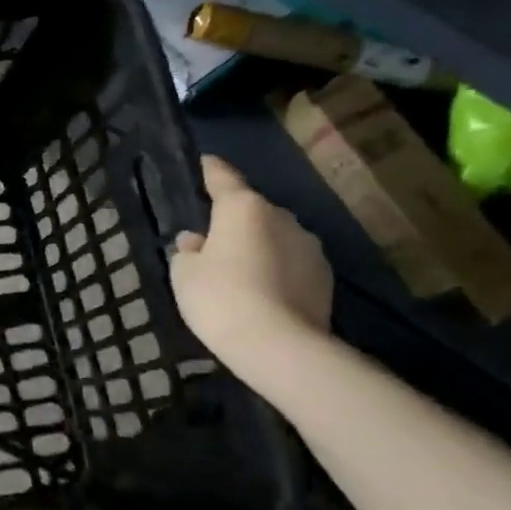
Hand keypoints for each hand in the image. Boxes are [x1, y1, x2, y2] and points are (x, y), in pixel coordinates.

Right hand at [169, 155, 332, 358]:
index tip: (203, 163)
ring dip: (258, 246)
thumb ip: (188, 251)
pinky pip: (291, 263)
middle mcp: (281, 217)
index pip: (223, 177)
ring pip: (274, 237)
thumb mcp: (185, 273)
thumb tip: (197, 241)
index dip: (210, 170)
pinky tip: (262, 293)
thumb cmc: (220, 298)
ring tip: (239, 273)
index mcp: (243, 207)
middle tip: (212, 243)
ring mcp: (309, 246)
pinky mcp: (325, 277)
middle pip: (251, 210)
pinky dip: (276, 270)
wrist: (280, 347)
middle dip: (233, 221)